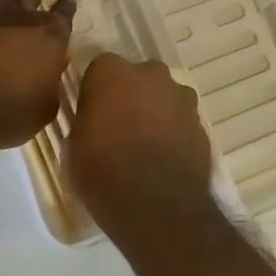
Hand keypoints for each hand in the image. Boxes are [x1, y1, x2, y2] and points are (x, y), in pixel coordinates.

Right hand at [66, 54, 214, 247]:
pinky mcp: (201, 123)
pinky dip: (174, 133)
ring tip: (145, 147)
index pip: (100, 70)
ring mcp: (181, 97)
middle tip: (119, 128)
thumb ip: (86, 121)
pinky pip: (181, 121)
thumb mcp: (74, 147)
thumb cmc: (104, 172)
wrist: (158, 205)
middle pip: (137, 78)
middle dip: (130, 96)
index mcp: (112, 73)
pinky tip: (164, 160)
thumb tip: (93, 122)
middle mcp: (150, 74)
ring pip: (163, 97)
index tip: (92, 115)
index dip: (96, 92)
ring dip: (155, 113)